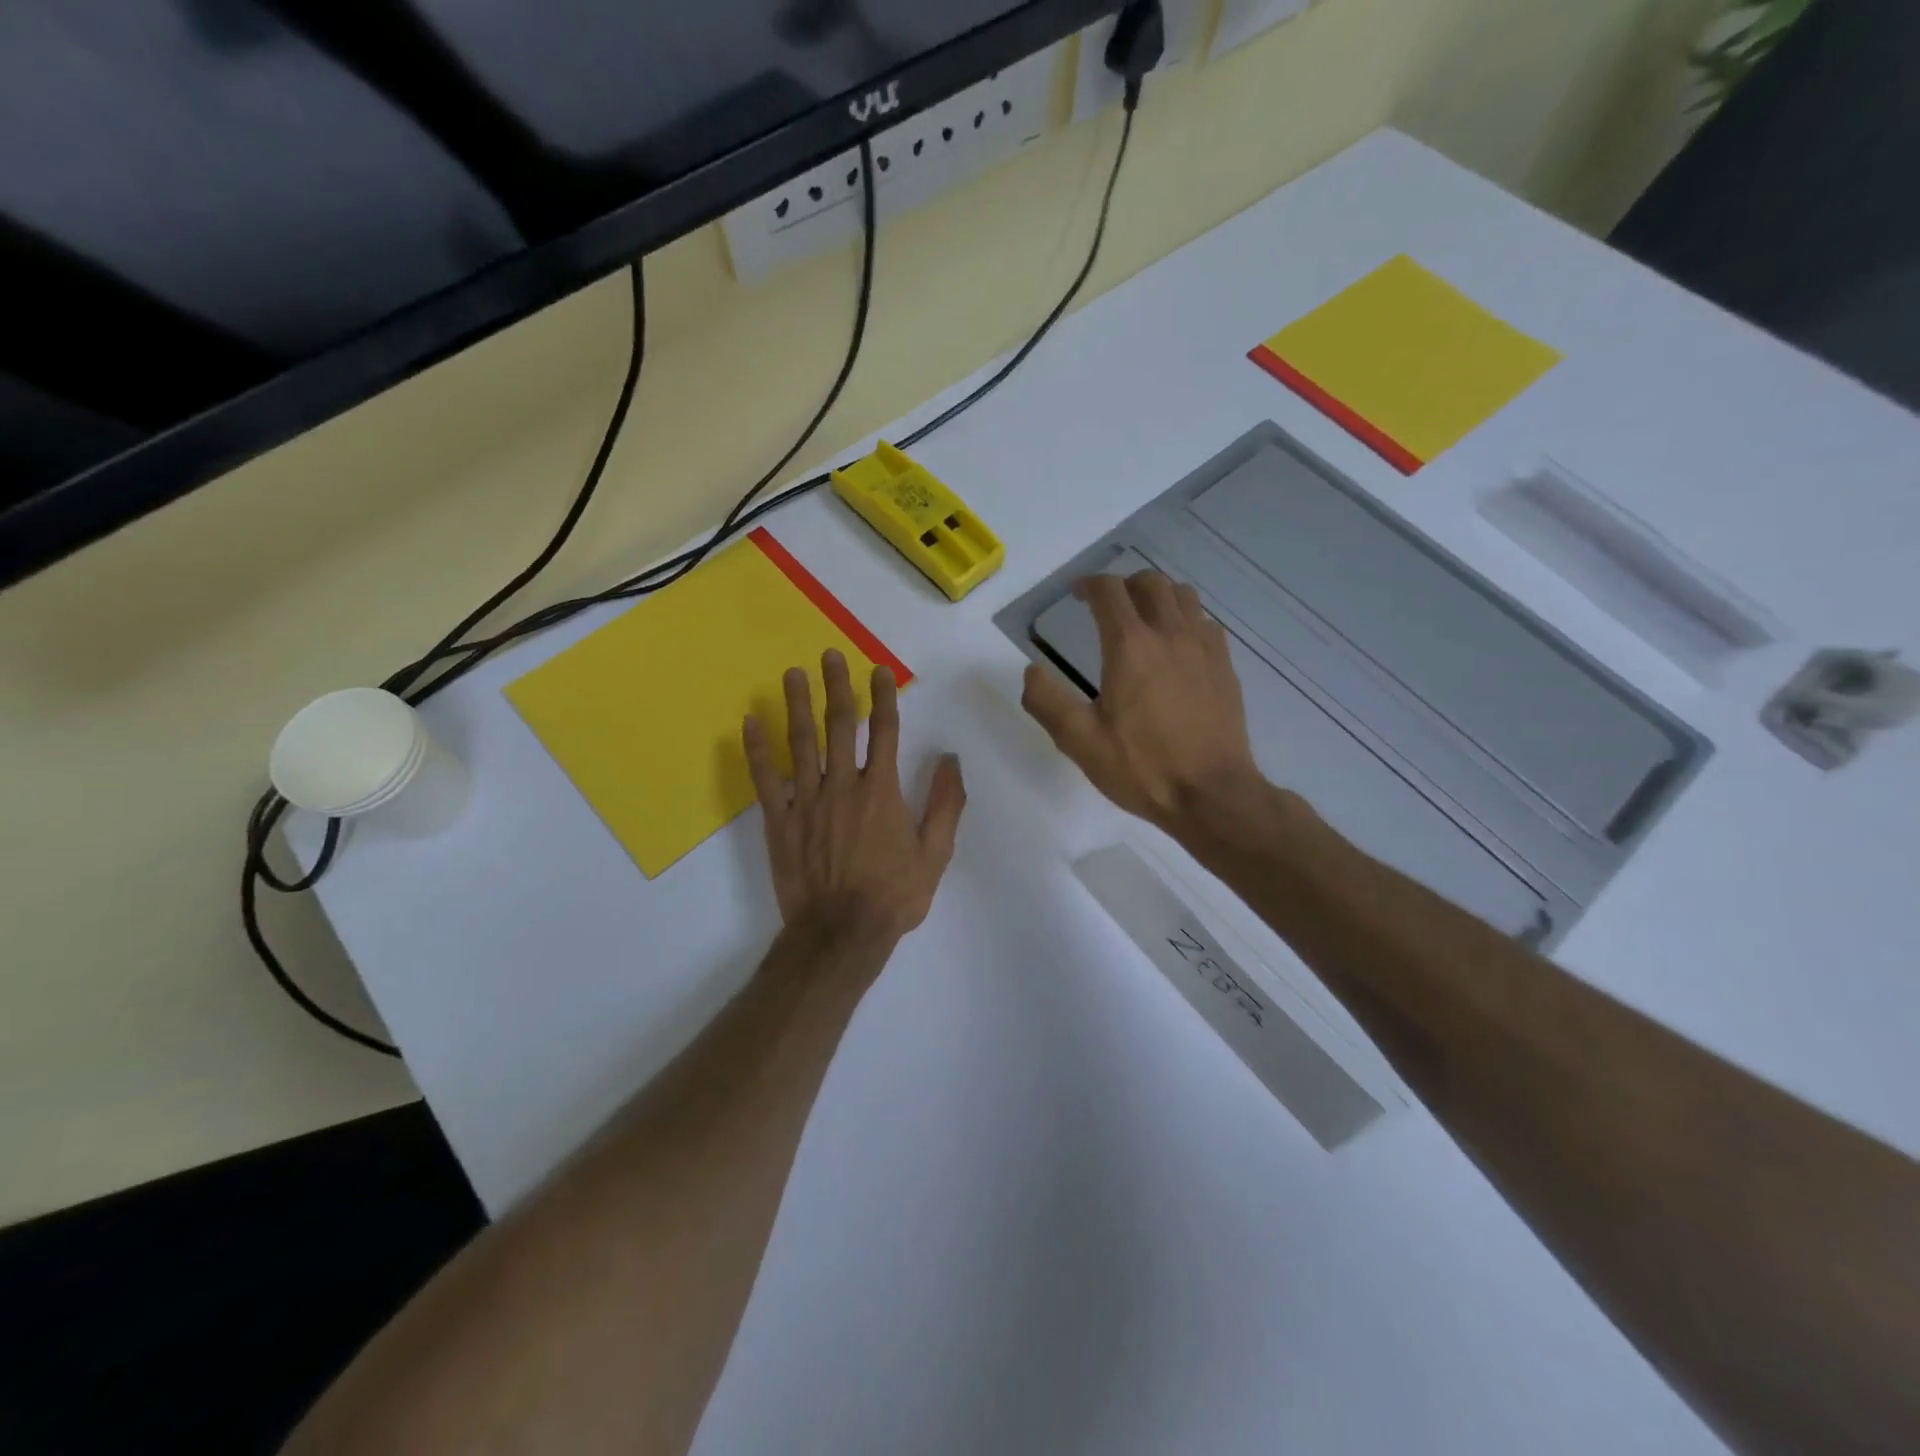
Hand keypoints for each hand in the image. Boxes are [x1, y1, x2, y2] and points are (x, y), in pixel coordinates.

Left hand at [743, 650, 965, 945]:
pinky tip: (749, 722)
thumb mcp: (935, 854)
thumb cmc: (893, 895)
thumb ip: (945, 804)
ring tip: (791, 674)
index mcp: (881, 791)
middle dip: (835, 687)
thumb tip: (951, 760)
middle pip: (839, 726)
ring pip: (801, 743)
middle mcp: (843, 785)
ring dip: (796, 706)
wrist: (842, 933)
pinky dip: (756, 750)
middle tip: (828, 656)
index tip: (878, 670)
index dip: (883, 697)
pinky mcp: (780, 821)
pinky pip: (765, 779)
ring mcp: (807, 802)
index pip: (885, 732)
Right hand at [1021, 571, 1261, 831]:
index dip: (1088, 585)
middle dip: (1123, 584)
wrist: (1212, 794)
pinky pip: (1205, 623)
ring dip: (1158, 596)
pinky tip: (1177, 645)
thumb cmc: (1142, 768)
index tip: (1076, 594)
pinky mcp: (1225, 667)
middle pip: (1150, 583)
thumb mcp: (1079, 741)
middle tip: (1106, 605)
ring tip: (1142, 617)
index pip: (1109, 592)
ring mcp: (1204, 648)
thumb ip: (1046, 701)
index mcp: (1131, 646)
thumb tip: (1031, 671)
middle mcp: (1170, 635)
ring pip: (1183, 596)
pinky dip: (1185, 619)